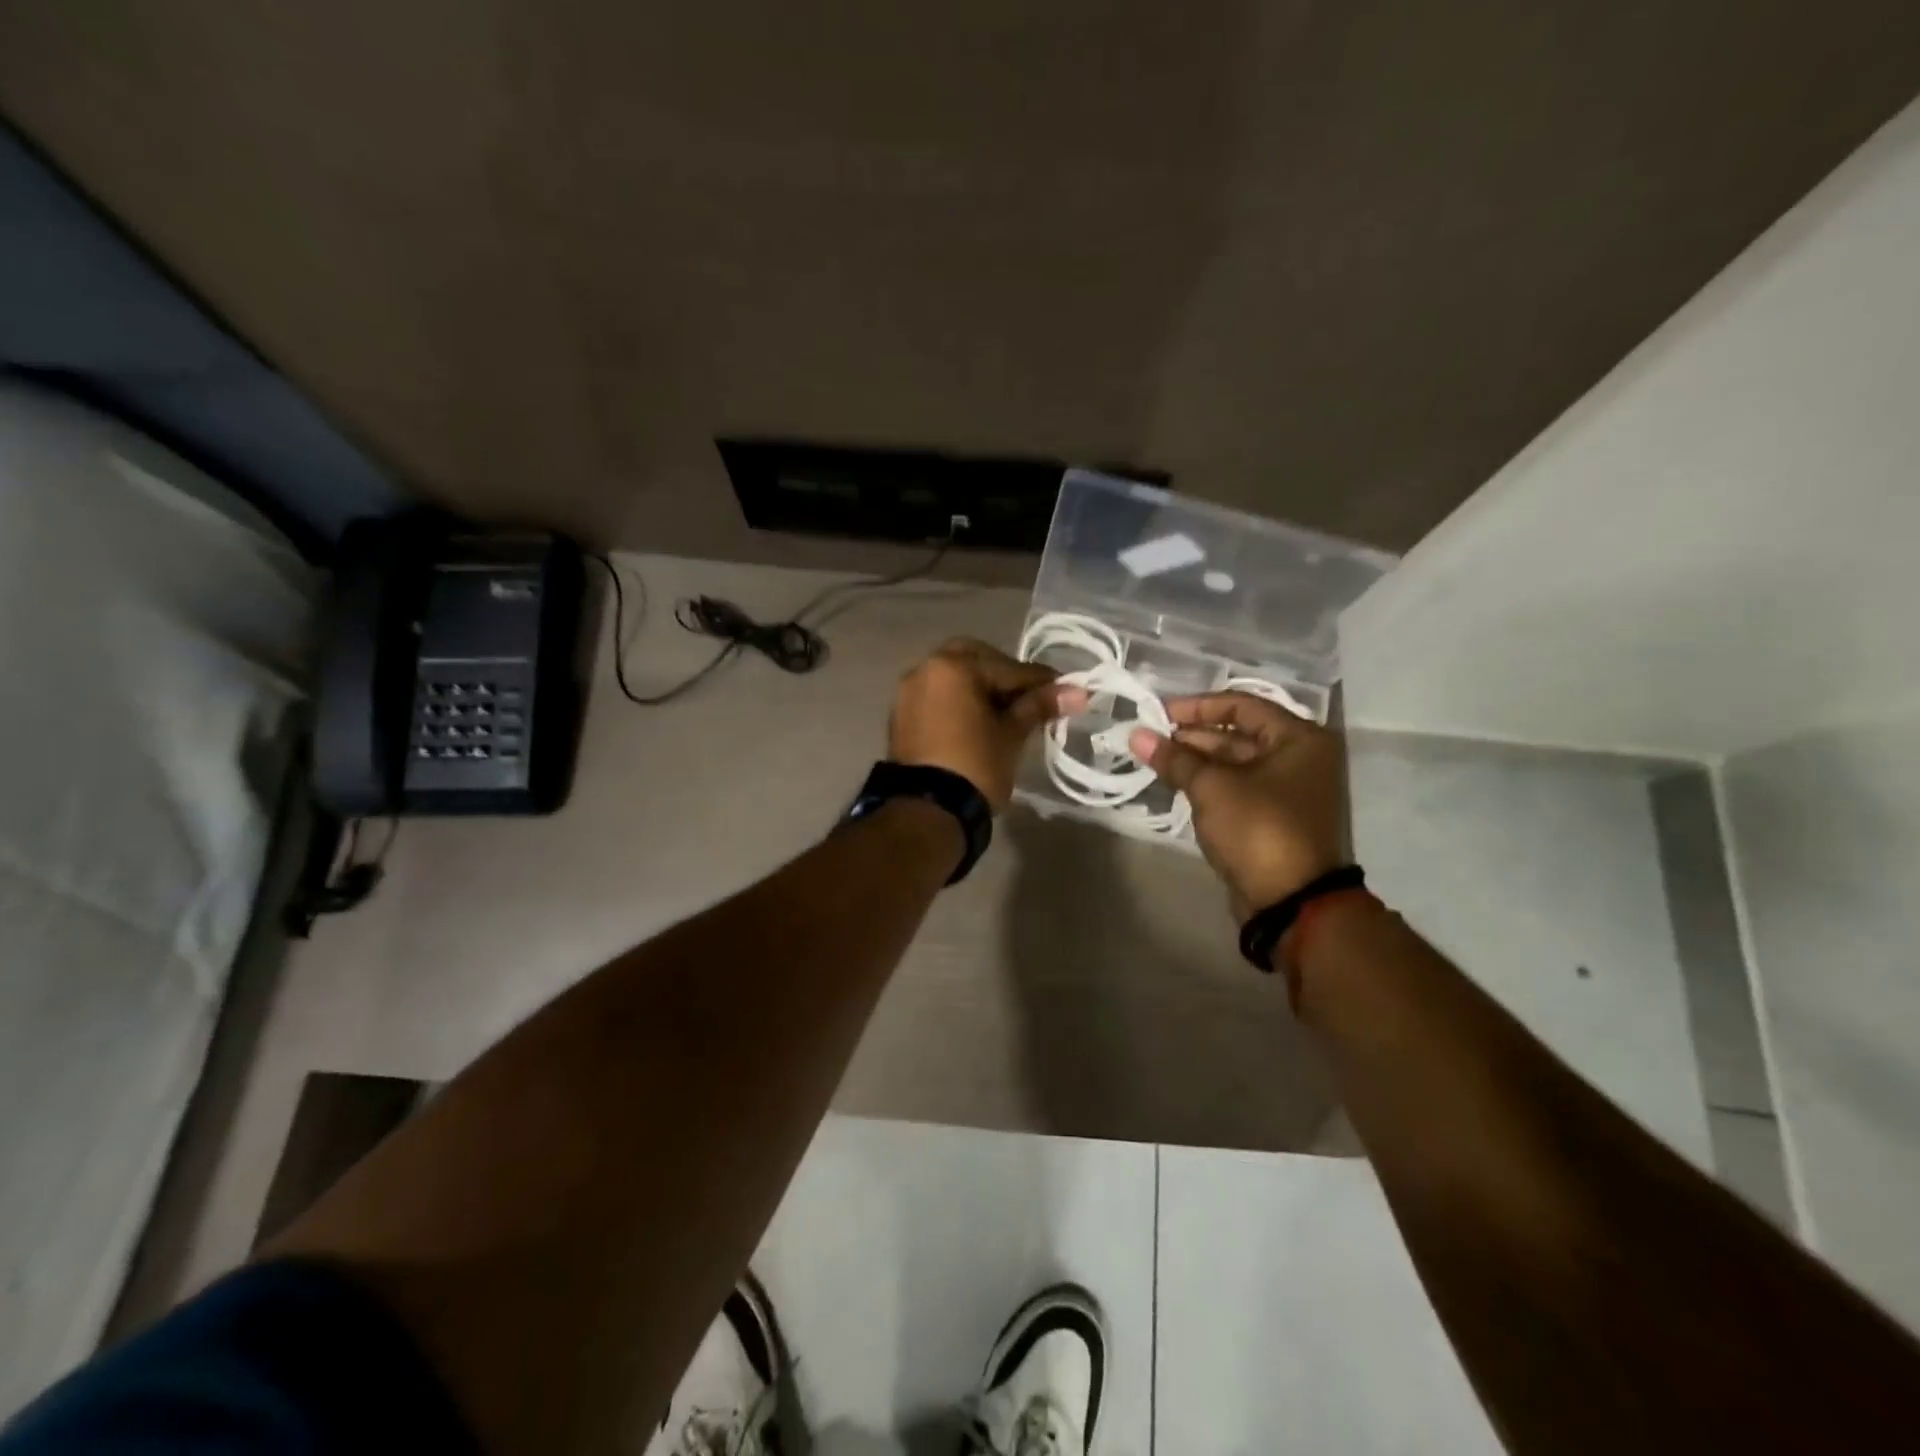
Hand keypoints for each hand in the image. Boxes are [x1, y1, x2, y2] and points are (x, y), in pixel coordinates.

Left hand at [890, 639, 1087, 810]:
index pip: (1009, 668)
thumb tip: (1078, 691)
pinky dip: (959, 703)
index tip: (1067, 691)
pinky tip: (978, 723)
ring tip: (1006, 714)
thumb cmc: (975, 766)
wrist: (927, 811)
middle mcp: (925, 669)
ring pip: (954, 678)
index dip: (1041, 681)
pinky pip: (938, 697)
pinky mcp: (901, 716)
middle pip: (975, 661)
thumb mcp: (1011, 735)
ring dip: (979, 688)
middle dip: (1003, 675)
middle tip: (1028, 699)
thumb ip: (1040, 706)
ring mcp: (908, 692)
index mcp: (953, 666)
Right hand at [1129, 693, 1349, 917]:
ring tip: (1155, 760)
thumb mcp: (1211, 787)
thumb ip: (1174, 758)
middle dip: (1192, 736)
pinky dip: (1209, 784)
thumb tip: (1136, 734)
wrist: (1293, 903)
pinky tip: (1176, 783)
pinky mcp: (1276, 817)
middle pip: (1239, 733)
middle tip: (1150, 739)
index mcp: (1299, 738)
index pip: (1241, 704)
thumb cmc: (1258, 829)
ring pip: (1236, 763)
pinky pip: (1238, 788)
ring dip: (1197, 761)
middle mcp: (1301, 757)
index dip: (1196, 706)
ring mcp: (1290, 790)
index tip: (1157, 713)